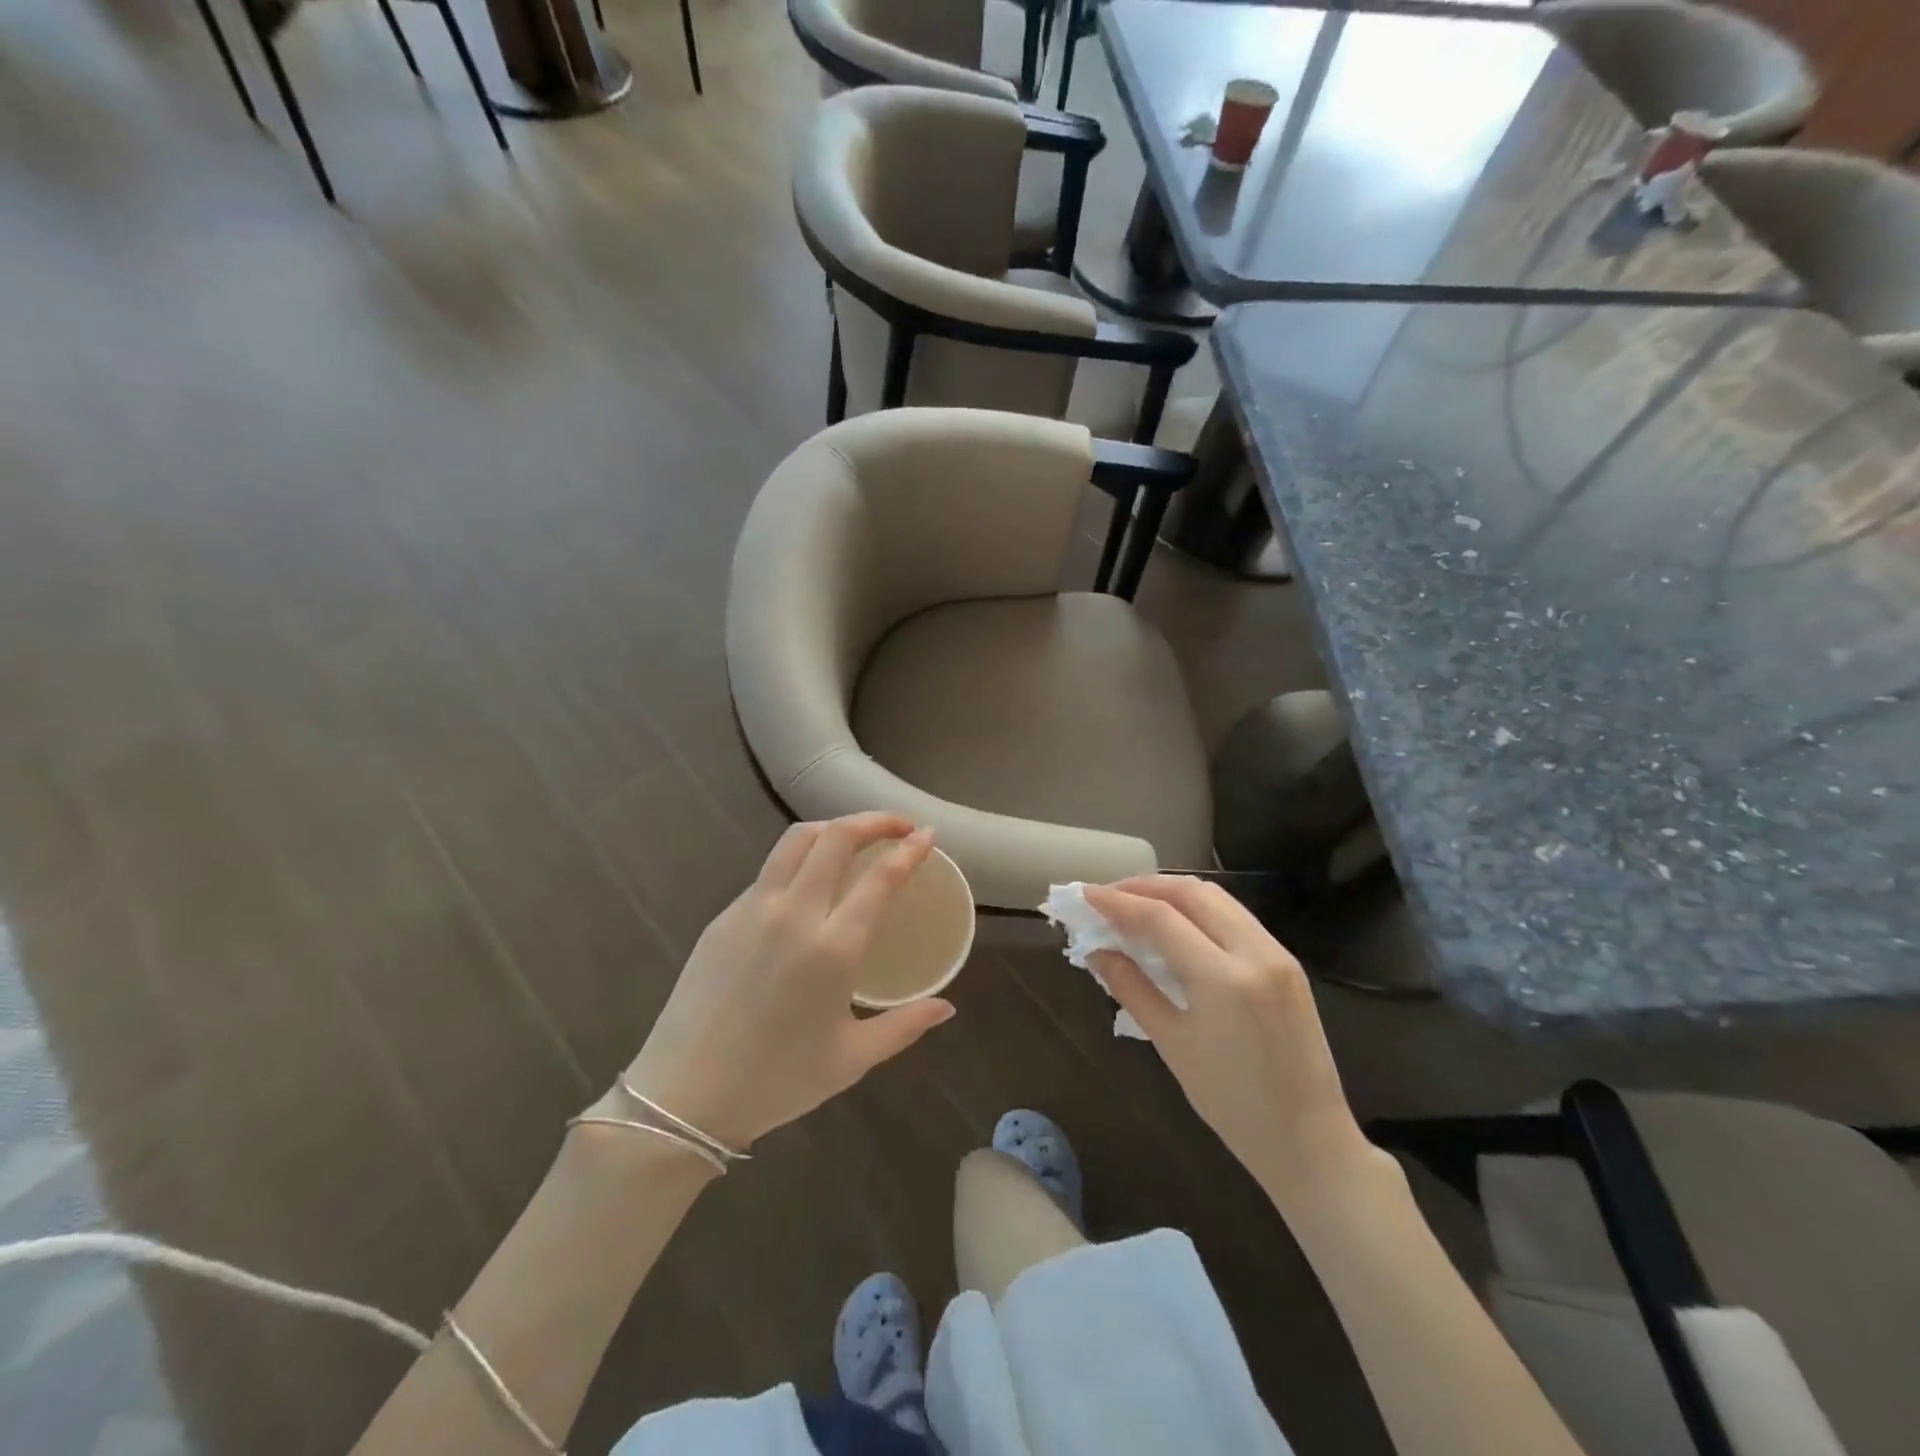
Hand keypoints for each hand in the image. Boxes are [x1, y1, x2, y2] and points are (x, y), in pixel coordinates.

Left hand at [616, 814, 956, 1150]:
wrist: (683, 1096)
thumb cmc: (777, 1081)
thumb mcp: (851, 1059)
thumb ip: (905, 1025)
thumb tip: (947, 1007)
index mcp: (832, 948)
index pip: (880, 878)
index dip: (909, 850)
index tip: (928, 835)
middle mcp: (794, 914)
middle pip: (836, 837)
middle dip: (874, 821)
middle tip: (898, 827)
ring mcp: (753, 909)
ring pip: (796, 839)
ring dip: (833, 828)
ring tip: (854, 840)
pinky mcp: (724, 916)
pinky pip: (769, 870)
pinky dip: (800, 860)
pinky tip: (808, 885)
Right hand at [1082, 876, 1373, 1191]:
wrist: (1309, 1139)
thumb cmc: (1231, 1103)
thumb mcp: (1172, 1044)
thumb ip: (1131, 988)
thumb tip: (1097, 951)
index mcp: (1224, 979)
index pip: (1161, 918)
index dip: (1118, 902)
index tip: (1086, 896)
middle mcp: (1255, 952)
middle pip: (1191, 893)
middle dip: (1145, 886)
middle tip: (1109, 897)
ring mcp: (1277, 953)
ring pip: (1217, 898)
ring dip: (1173, 892)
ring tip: (1136, 903)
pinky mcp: (1287, 962)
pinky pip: (1236, 916)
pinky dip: (1199, 909)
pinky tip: (1177, 923)